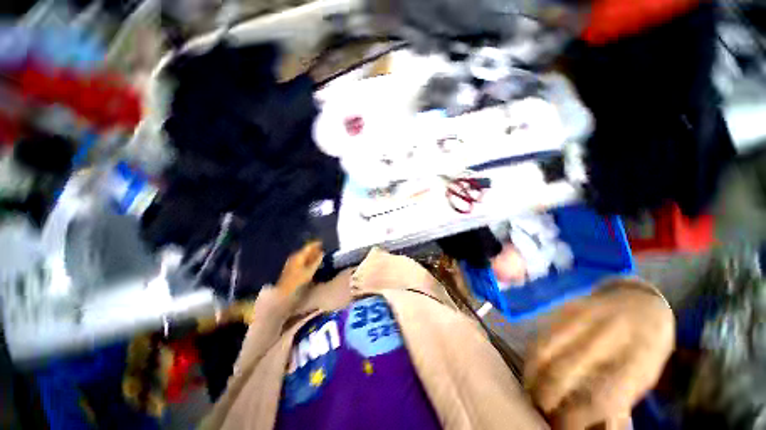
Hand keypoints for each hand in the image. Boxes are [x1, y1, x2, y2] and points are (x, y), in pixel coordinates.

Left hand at [276, 241, 323, 297]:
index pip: (308, 247)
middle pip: (305, 251)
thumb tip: (322, 253)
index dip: (316, 244)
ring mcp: (292, 263)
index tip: (323, 242)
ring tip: (319, 255)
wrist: (283, 293)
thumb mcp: (310, 271)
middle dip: (314, 250)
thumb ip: (317, 261)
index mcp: (298, 256)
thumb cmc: (297, 281)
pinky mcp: (291, 268)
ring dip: (311, 255)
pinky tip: (312, 263)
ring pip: (303, 256)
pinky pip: (301, 260)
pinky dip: (307, 260)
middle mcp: (294, 257)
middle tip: (323, 249)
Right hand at [524, 280, 674, 429]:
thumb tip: (586, 423)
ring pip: (541, 351)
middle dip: (545, 397)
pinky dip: (531, 356)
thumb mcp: (645, 376)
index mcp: (635, 359)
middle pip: (561, 373)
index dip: (574, 420)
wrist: (638, 301)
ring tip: (531, 390)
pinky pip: (538, 336)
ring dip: (531, 376)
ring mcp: (579, 319)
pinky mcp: (562, 309)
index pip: (598, 400)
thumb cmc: (648, 345)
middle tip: (540, 411)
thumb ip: (617, 399)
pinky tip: (532, 367)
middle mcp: (604, 337)